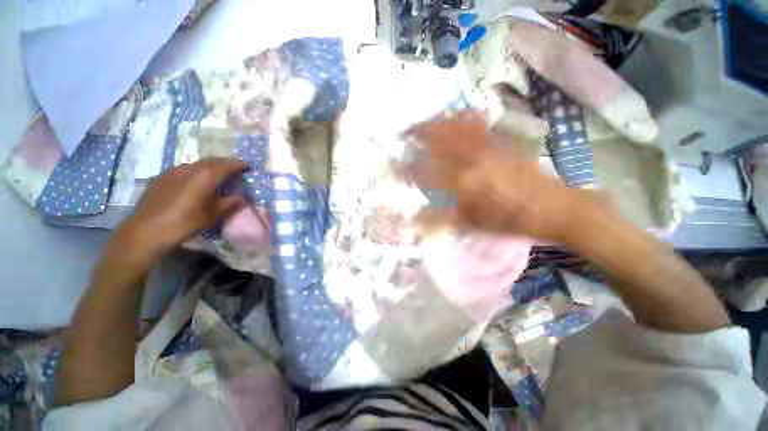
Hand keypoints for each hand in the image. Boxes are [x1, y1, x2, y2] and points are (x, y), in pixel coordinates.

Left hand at [107, 158, 248, 269]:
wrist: (147, 231)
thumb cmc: (185, 223)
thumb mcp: (213, 215)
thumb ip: (230, 204)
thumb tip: (243, 198)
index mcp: (205, 176)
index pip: (227, 165)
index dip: (238, 165)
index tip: (247, 167)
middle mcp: (189, 169)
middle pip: (211, 160)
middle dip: (224, 163)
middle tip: (234, 170)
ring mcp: (172, 171)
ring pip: (195, 164)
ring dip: (208, 166)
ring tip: (214, 176)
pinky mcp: (160, 177)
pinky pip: (182, 169)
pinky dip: (194, 171)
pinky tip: (193, 182)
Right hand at [407, 112, 596, 241]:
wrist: (555, 207)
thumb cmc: (511, 220)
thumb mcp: (473, 224)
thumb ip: (441, 218)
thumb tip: (414, 217)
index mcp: (465, 183)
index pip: (426, 173)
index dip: (406, 169)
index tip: (392, 165)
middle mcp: (474, 159)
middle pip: (440, 139)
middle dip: (418, 133)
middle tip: (403, 131)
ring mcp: (490, 147)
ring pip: (457, 128)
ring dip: (437, 122)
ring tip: (422, 119)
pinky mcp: (503, 143)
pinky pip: (480, 126)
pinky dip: (464, 118)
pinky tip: (457, 114)